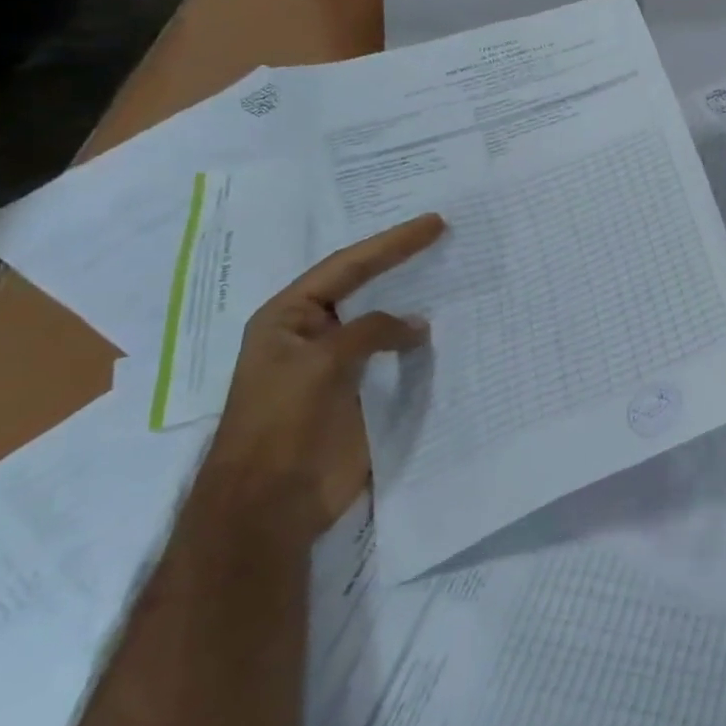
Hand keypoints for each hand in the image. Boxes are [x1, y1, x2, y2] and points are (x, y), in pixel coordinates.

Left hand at [211, 213, 446, 530]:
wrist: (271, 502)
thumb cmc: (282, 424)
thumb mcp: (321, 363)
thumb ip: (370, 332)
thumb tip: (417, 324)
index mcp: (289, 318)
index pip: (347, 267)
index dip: (391, 244)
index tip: (434, 223)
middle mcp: (314, 334)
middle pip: (364, 288)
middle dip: (402, 263)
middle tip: (445, 239)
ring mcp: (339, 366)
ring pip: (383, 323)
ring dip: (414, 303)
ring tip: (453, 280)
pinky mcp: (361, 394)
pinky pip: (396, 359)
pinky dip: (420, 344)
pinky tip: (447, 333)